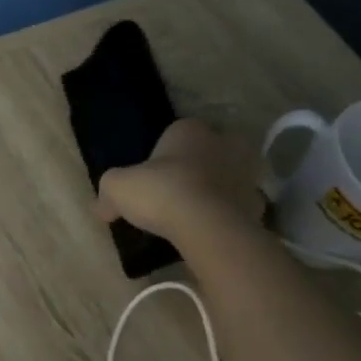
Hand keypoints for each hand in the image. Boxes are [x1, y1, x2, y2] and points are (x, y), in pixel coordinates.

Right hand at [94, 118, 264, 241]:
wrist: (207, 224)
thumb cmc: (161, 192)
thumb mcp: (117, 187)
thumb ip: (108, 193)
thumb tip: (102, 208)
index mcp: (190, 129)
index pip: (174, 135)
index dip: (161, 158)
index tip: (150, 181)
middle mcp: (224, 142)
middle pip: (204, 154)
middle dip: (192, 170)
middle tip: (171, 196)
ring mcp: (247, 173)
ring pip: (226, 179)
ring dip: (213, 192)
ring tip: (191, 217)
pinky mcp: (259, 203)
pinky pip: (238, 207)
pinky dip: (227, 216)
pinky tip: (209, 231)